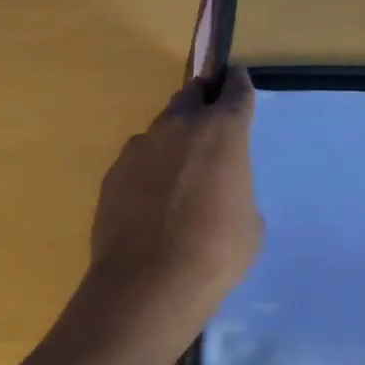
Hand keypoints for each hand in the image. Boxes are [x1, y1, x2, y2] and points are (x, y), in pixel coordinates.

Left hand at [87, 65, 263, 327]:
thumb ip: (237, 189)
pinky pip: (138, 159)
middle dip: (202, 102)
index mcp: (223, 131)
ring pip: (161, 127)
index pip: (235, 90)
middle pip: (191, 94)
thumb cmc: (217, 252)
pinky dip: (149, 169)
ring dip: (173, 139)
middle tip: (209, 126)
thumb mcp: (250, 222)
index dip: (238, 84)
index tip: (237, 80)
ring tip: (178, 176)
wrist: (149, 284)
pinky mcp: (114, 172)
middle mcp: (180, 126)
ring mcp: (140, 147)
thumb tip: (220, 190)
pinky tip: (151, 202)